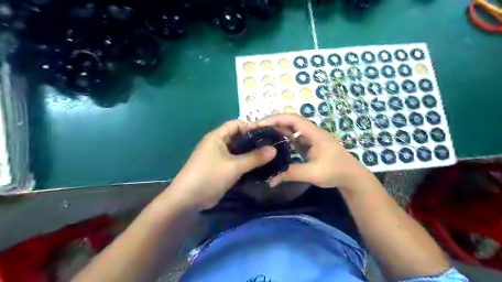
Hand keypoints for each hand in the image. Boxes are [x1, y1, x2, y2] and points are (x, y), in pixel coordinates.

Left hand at [169, 120, 278, 209]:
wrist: (188, 199)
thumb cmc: (210, 176)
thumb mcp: (234, 166)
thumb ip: (255, 157)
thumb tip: (274, 149)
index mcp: (217, 137)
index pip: (236, 124)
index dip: (251, 127)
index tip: (267, 134)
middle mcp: (217, 144)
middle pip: (238, 137)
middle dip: (253, 141)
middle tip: (270, 146)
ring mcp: (218, 156)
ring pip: (237, 150)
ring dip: (250, 153)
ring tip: (268, 156)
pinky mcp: (220, 168)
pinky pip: (235, 161)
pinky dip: (245, 162)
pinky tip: (257, 166)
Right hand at [256, 112, 367, 188]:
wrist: (351, 176)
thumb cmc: (334, 171)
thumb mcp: (311, 173)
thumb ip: (290, 174)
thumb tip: (270, 181)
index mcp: (313, 133)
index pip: (292, 119)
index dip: (275, 119)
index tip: (260, 125)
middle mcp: (311, 132)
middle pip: (289, 121)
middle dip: (273, 123)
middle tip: (257, 130)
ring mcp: (310, 138)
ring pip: (291, 129)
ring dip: (277, 130)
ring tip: (262, 135)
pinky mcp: (309, 145)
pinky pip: (294, 138)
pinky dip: (283, 139)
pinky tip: (275, 145)